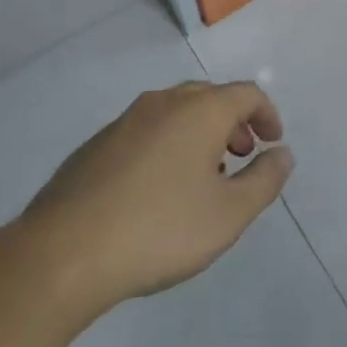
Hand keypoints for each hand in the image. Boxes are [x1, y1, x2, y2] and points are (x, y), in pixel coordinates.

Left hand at [19, 81, 292, 317]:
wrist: (64, 253)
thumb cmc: (160, 229)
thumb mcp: (229, 214)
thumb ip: (264, 180)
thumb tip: (282, 154)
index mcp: (200, 110)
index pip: (246, 93)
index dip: (267, 114)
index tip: (273, 142)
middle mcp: (164, 102)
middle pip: (210, 98)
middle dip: (233, 123)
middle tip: (242, 156)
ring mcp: (125, 121)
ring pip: (175, 113)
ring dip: (199, 135)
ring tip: (203, 179)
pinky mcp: (96, 145)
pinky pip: (146, 132)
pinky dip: (166, 146)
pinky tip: (158, 191)